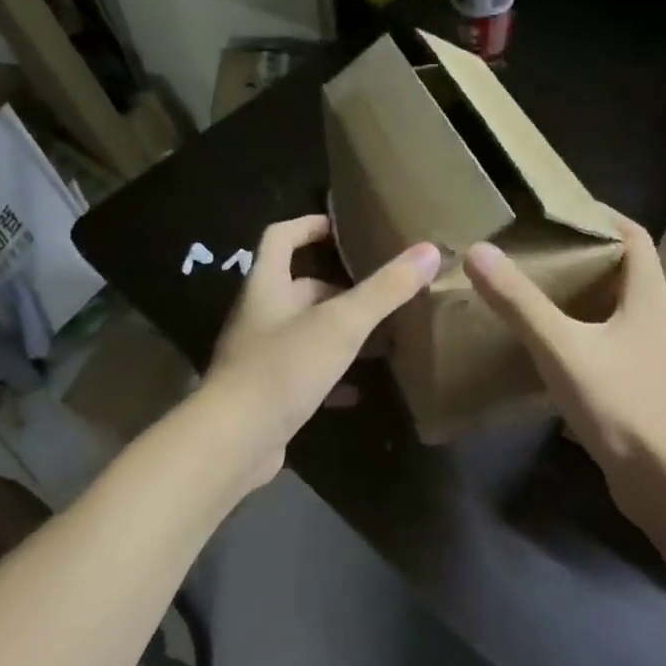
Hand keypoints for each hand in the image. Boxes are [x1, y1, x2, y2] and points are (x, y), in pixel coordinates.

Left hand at [207, 215, 439, 487]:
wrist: (235, 440)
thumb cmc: (284, 368)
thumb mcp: (341, 324)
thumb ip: (384, 289)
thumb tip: (429, 251)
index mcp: (266, 286)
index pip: (281, 237)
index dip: (309, 225)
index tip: (344, 228)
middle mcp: (259, 315)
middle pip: (298, 287)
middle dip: (338, 286)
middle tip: (380, 290)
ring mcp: (260, 356)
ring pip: (305, 330)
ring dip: (339, 330)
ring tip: (382, 335)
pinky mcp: (268, 392)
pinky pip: (305, 372)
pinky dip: (333, 374)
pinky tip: (361, 388)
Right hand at [464, 215, 665, 493]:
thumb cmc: (623, 405)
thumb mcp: (563, 348)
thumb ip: (520, 303)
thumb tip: (478, 252)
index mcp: (649, 296)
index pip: (633, 237)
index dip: (602, 217)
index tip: (559, 212)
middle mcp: (657, 319)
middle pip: (624, 272)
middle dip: (583, 257)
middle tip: (535, 251)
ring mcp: (652, 357)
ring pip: (616, 311)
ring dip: (582, 298)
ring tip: (535, 293)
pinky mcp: (642, 388)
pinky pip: (610, 346)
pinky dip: (582, 335)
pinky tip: (550, 349)